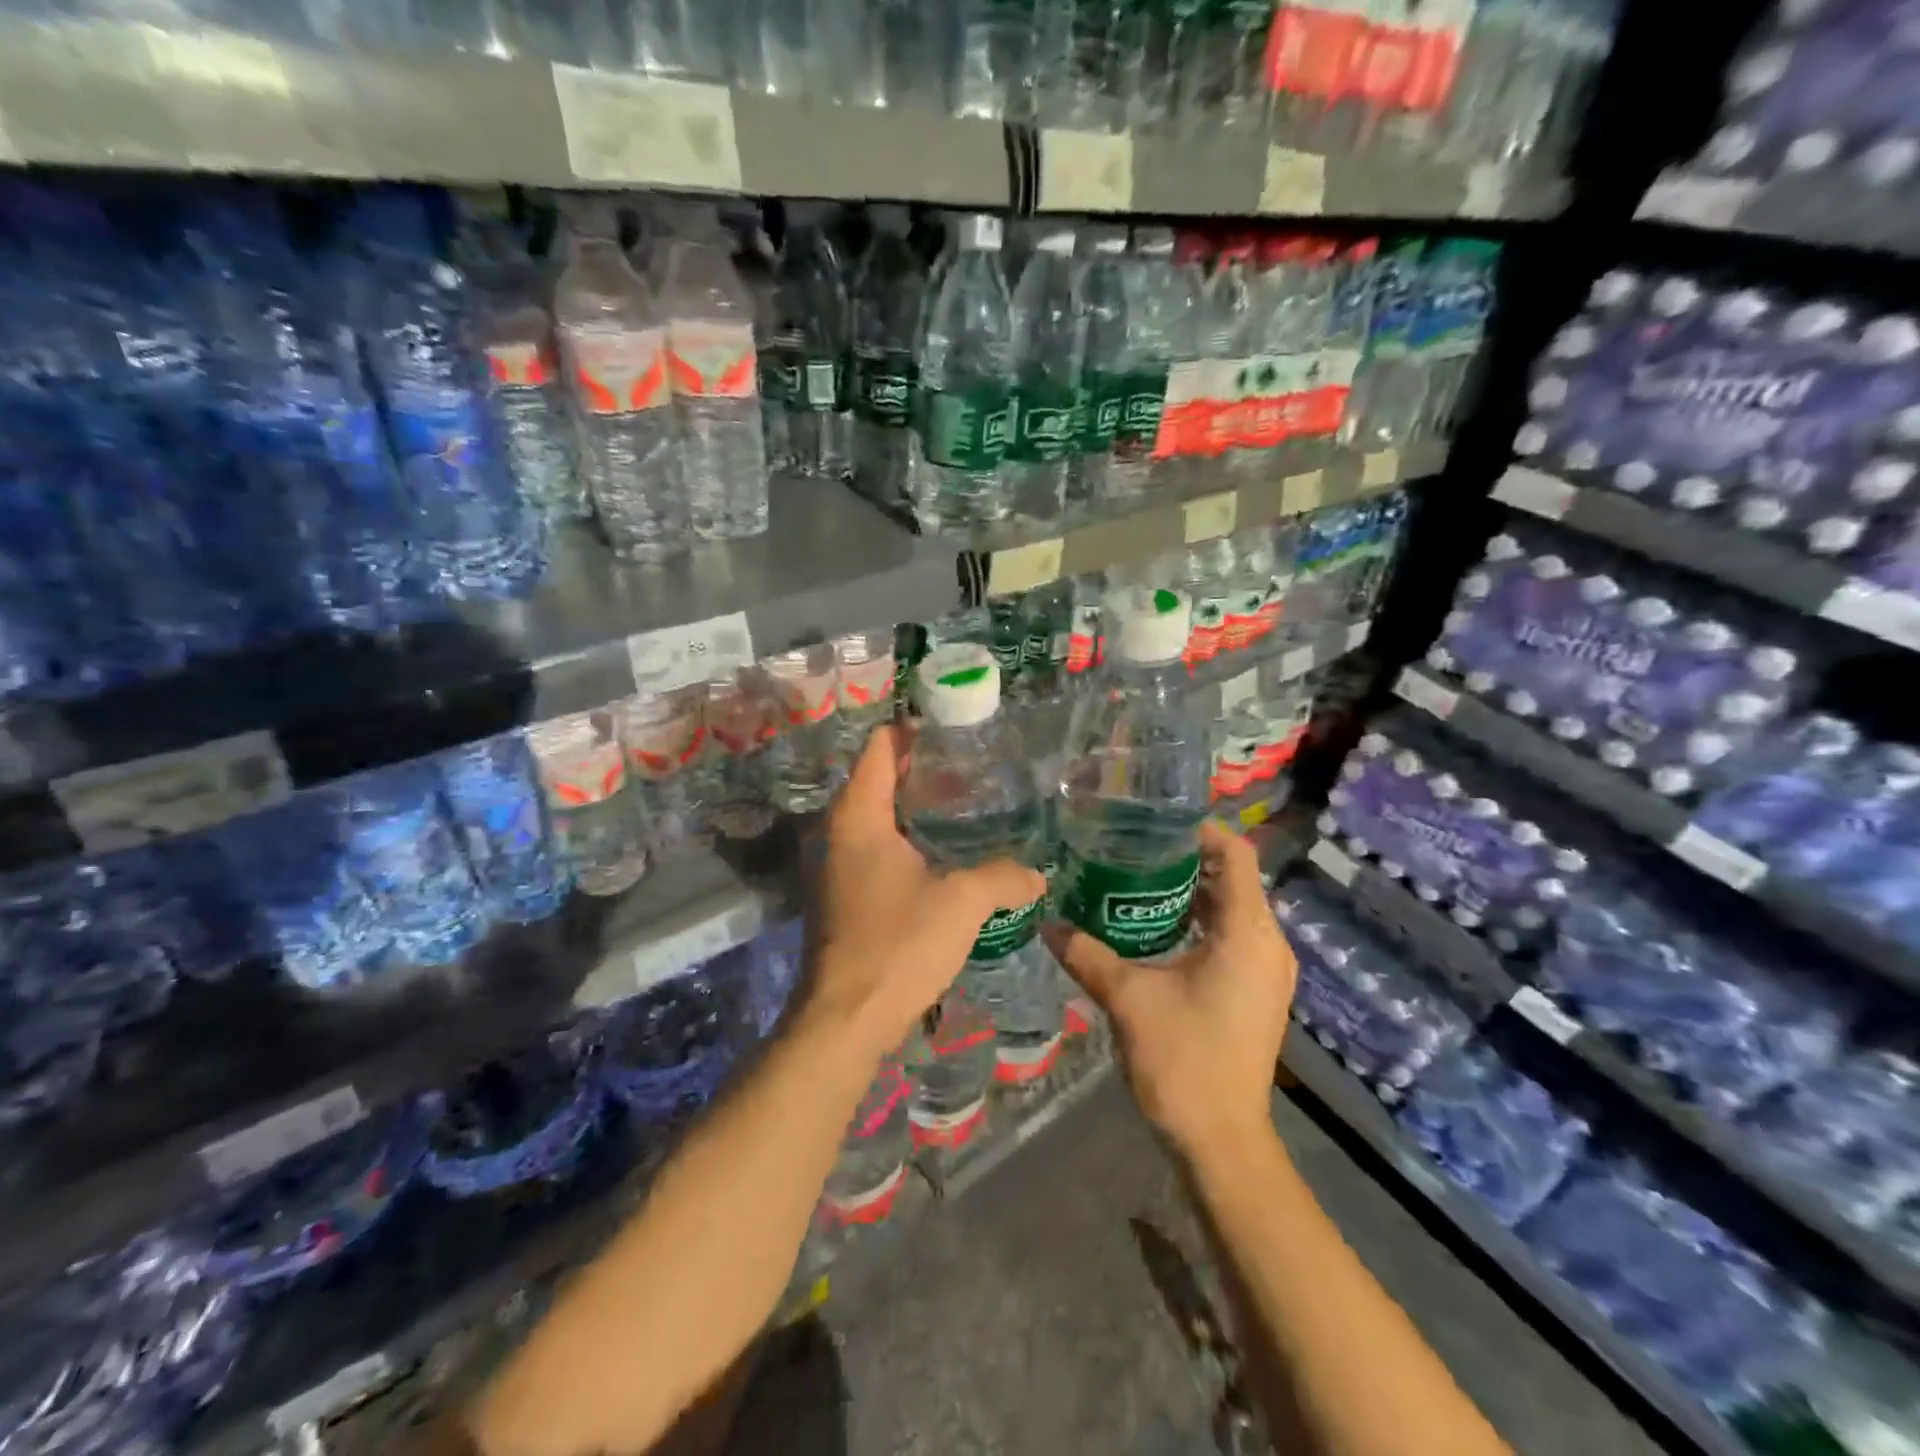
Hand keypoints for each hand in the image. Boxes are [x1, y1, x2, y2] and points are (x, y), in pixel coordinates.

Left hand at [800, 725, 1046, 1068]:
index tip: (953, 728)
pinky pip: (875, 848)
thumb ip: (1003, 877)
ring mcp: (835, 864)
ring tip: (964, 806)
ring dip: (913, 807)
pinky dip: (904, 839)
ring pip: (876, 816)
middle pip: (877, 778)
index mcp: (858, 816)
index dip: (913, 730)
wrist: (846, 1018)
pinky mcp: (841, 895)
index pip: (879, 747)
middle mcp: (837, 831)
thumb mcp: (962, 902)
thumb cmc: (898, 945)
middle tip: (971, 767)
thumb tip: (1036, 874)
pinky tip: (941, 855)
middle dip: (921, 768)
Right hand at [1044, 821, 1296, 1162]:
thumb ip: (1086, 954)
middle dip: (1187, 860)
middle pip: (1235, 878)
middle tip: (1132, 849)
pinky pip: (1234, 936)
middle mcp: (1269, 944)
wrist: (1222, 1140)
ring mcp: (1268, 970)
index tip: (1153, 825)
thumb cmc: (1183, 1060)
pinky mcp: (1258, 990)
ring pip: (1234, 908)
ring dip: (1192, 892)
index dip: (1200, 831)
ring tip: (1137, 880)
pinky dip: (1201, 921)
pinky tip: (1157, 928)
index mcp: (1247, 934)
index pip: (1237, 855)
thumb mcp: (1127, 998)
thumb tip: (1046, 923)